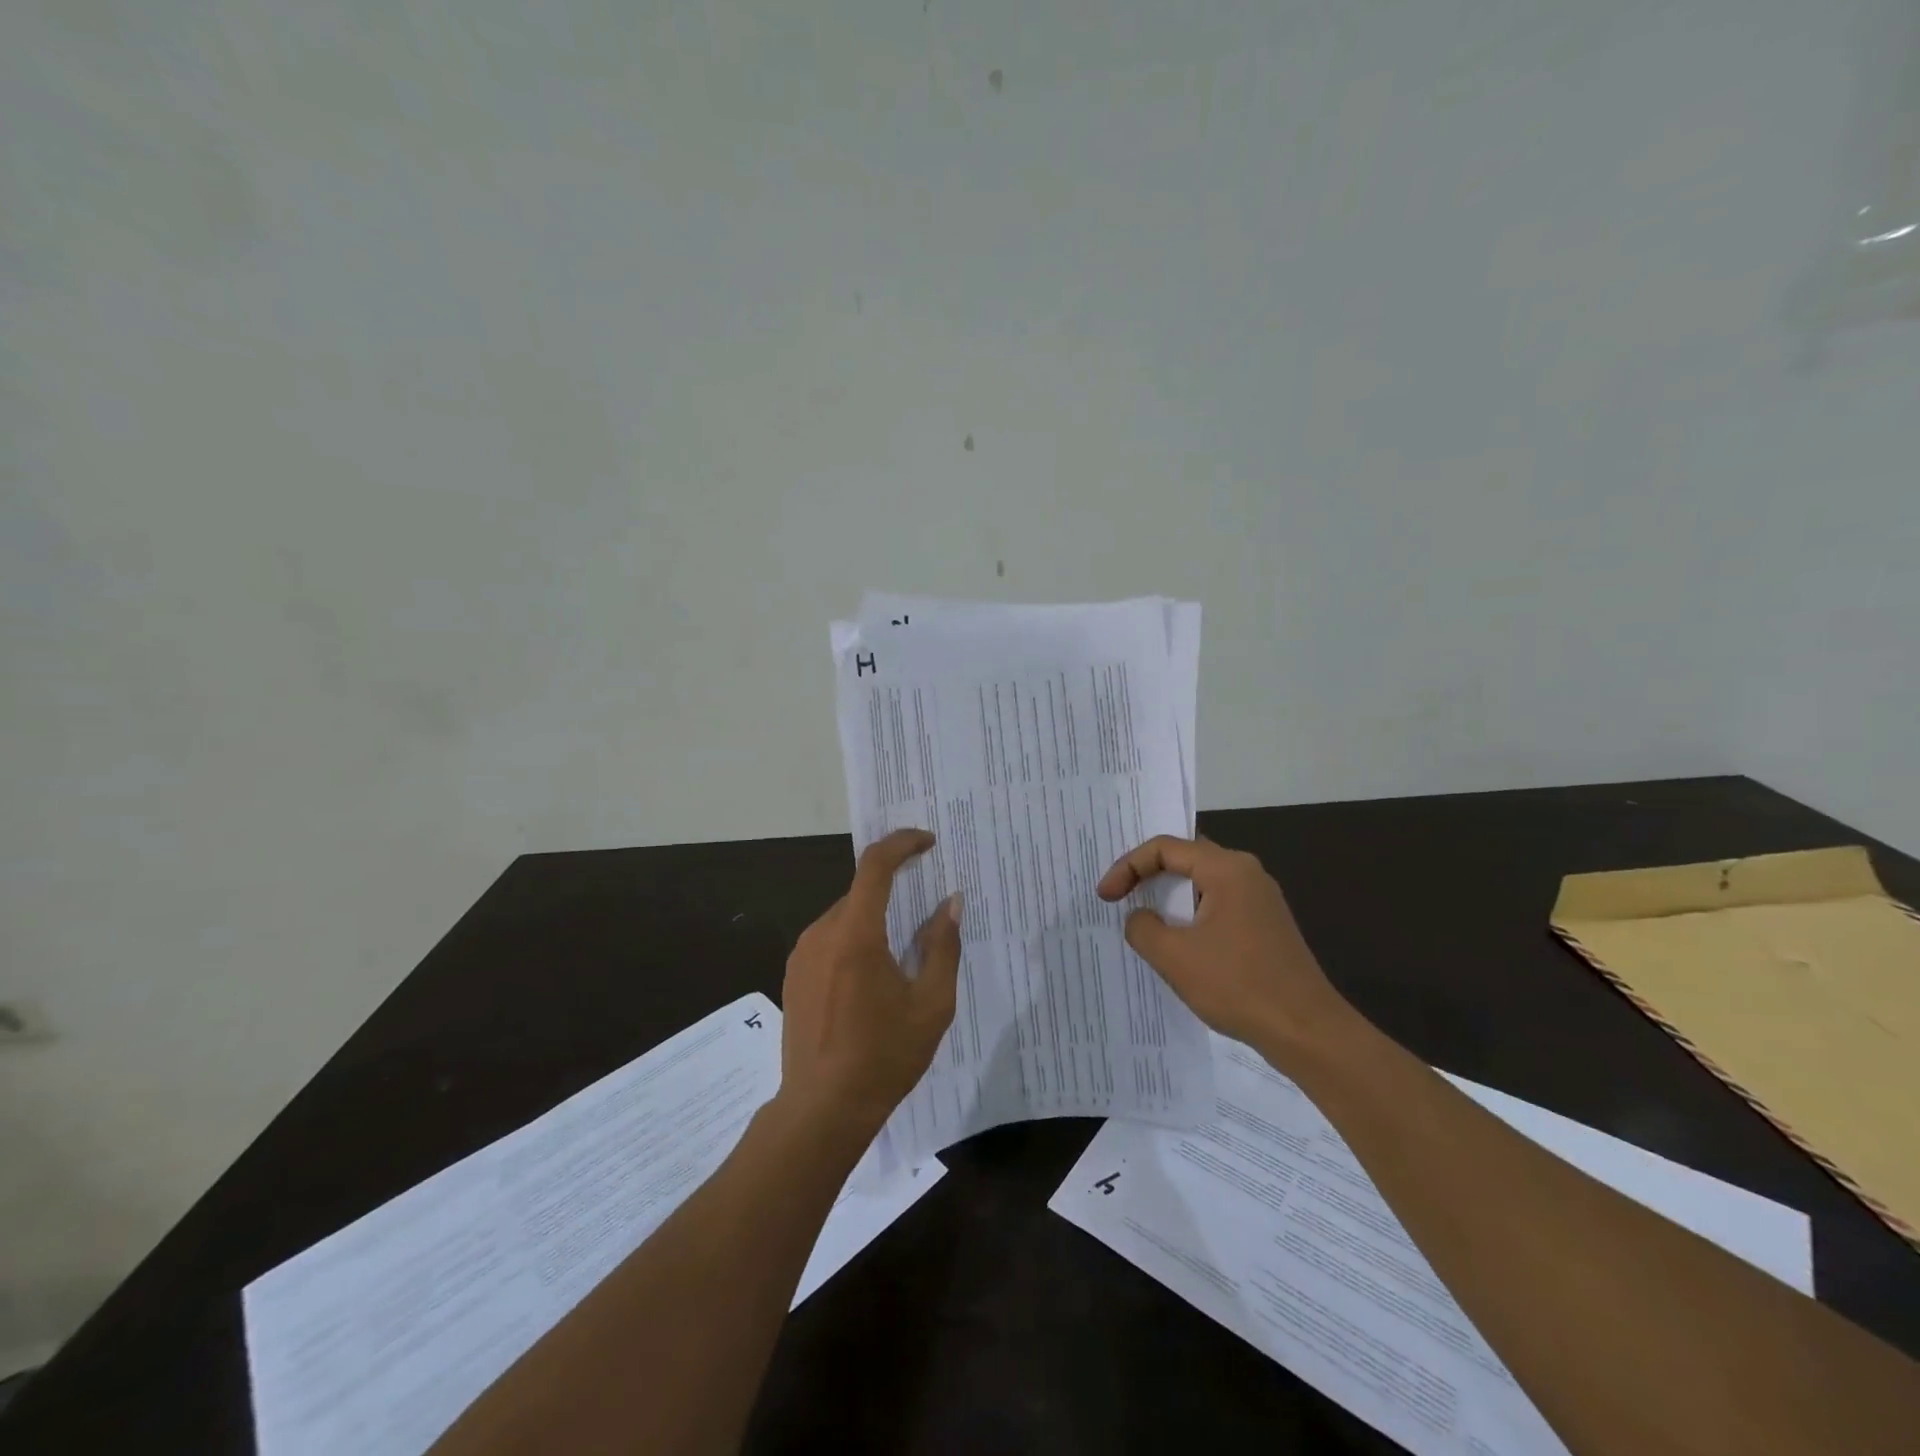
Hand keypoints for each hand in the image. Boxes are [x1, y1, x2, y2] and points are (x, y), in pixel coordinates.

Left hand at [777, 828, 962, 1142]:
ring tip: (904, 951)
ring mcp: (802, 953)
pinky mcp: (794, 973)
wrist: (821, 1109)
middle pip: (862, 892)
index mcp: (856, 935)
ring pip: (847, 916)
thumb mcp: (931, 1005)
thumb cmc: (884, 1057)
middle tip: (928, 906)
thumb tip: (950, 903)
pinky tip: (873, 978)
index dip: (902, 843)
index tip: (929, 843)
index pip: (875, 865)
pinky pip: (831, 939)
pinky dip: (857, 939)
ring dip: (876, 918)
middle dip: (896, 889)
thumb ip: (943, 946)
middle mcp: (822, 933)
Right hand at [1097, 835, 1350, 1052]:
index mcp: (1227, 869)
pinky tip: (1175, 941)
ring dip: (1168, 897)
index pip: (1165, 848)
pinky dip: (1189, 915)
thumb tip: (1140, 918)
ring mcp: (1260, 901)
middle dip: (1146, 874)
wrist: (1307, 1032)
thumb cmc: (1238, 986)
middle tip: (1117, 892)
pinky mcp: (1264, 926)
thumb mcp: (1174, 957)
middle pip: (1185, 858)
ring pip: (1201, 883)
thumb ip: (1143, 928)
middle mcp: (1246, 874)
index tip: (1105, 896)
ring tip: (1139, 915)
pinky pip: (1216, 905)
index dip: (1128, 866)